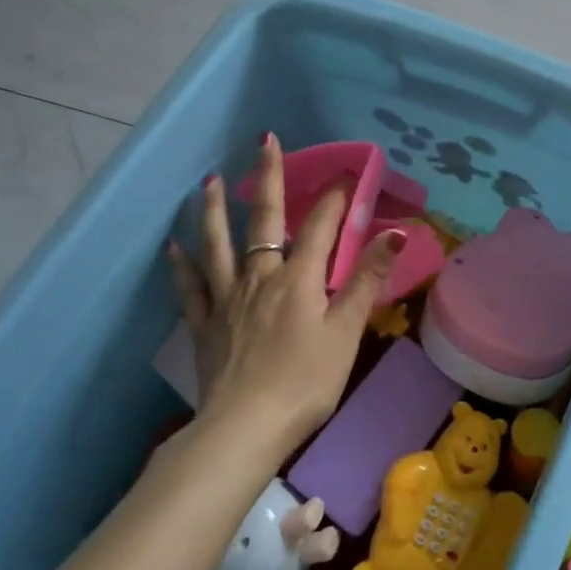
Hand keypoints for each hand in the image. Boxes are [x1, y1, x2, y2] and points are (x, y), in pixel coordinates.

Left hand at [165, 133, 405, 458]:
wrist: (245, 427)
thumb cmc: (306, 381)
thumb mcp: (346, 331)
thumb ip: (367, 278)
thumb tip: (397, 232)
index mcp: (299, 278)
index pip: (322, 225)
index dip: (336, 196)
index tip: (348, 171)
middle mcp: (260, 276)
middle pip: (265, 219)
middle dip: (268, 178)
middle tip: (264, 142)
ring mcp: (227, 299)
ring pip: (218, 244)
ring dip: (216, 209)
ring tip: (211, 180)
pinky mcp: (205, 324)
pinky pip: (190, 287)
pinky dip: (181, 264)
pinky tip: (173, 246)